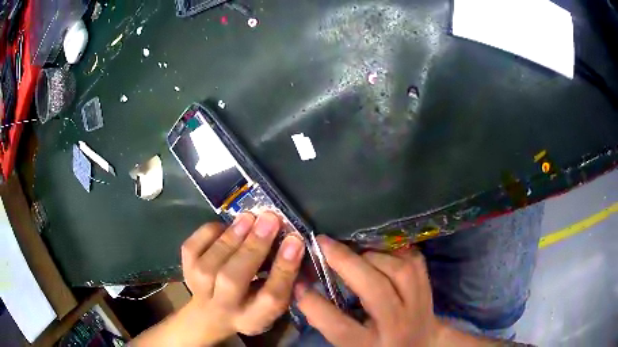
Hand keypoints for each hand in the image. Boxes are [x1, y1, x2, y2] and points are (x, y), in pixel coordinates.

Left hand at [132, 212, 304, 345]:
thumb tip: (292, 242)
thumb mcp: (271, 303)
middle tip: (269, 220)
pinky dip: (207, 234)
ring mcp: (199, 290)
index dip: (283, 269)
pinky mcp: (185, 271)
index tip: (295, 241)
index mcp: (253, 319)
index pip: (270, 298)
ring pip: (208, 265)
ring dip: (230, 238)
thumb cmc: (250, 305)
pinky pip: (191, 250)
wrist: (210, 314)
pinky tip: (224, 225)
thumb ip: (282, 279)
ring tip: (248, 217)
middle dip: (252, 248)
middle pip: (233, 280)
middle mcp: (224, 308)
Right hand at [295, 236, 442, 346]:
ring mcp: (418, 306)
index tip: (298, 283)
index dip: (314, 303)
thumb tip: (304, 289)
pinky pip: (416, 262)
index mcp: (370, 345)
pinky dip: (397, 251)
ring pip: (400, 270)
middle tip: (323, 243)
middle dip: (346, 261)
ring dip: (373, 254)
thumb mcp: (349, 345)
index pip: (339, 326)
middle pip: (375, 289)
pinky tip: (381, 249)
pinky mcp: (429, 292)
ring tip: (353, 249)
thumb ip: (329, 323)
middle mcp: (397, 325)